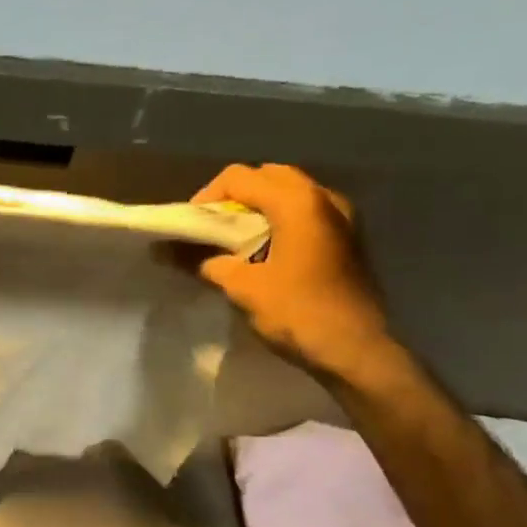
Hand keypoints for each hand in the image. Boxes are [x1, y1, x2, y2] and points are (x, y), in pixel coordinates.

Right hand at [193, 164, 396, 382]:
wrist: (355, 350)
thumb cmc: (298, 313)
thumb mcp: (243, 288)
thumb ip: (207, 262)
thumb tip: (171, 252)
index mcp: (297, 202)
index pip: (239, 178)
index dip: (206, 198)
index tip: (191, 228)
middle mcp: (323, 197)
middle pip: (268, 176)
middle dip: (235, 197)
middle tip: (212, 229)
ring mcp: (341, 216)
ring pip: (290, 192)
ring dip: (259, 208)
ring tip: (235, 241)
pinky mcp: (346, 237)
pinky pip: (306, 212)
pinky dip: (280, 220)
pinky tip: (265, 251)